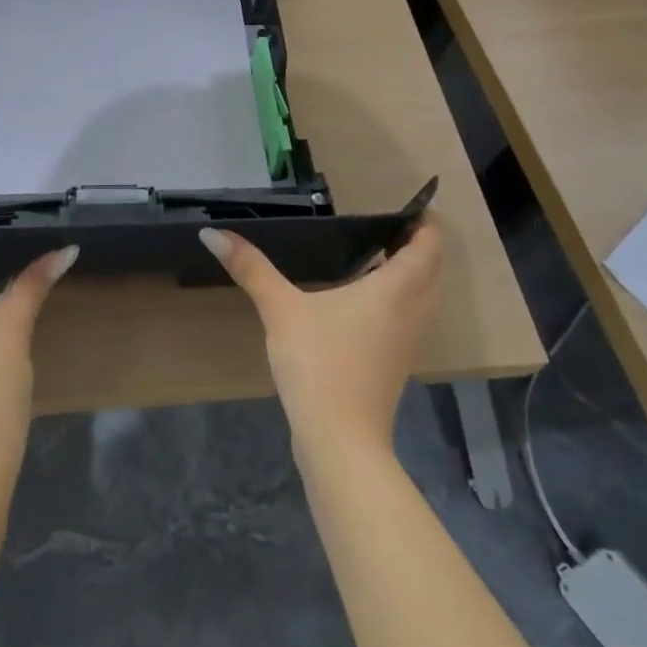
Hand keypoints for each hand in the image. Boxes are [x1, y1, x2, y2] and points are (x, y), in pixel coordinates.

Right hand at [201, 220, 442, 461]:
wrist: (340, 441)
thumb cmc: (318, 364)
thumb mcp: (280, 309)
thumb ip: (250, 268)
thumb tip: (211, 233)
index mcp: (396, 289)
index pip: (429, 246)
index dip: (425, 222)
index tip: (409, 205)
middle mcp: (413, 310)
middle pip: (435, 268)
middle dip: (422, 244)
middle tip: (390, 225)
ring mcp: (410, 340)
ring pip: (429, 295)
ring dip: (417, 272)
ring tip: (382, 255)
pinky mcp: (399, 362)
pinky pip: (415, 315)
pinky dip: (406, 297)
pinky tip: (370, 299)